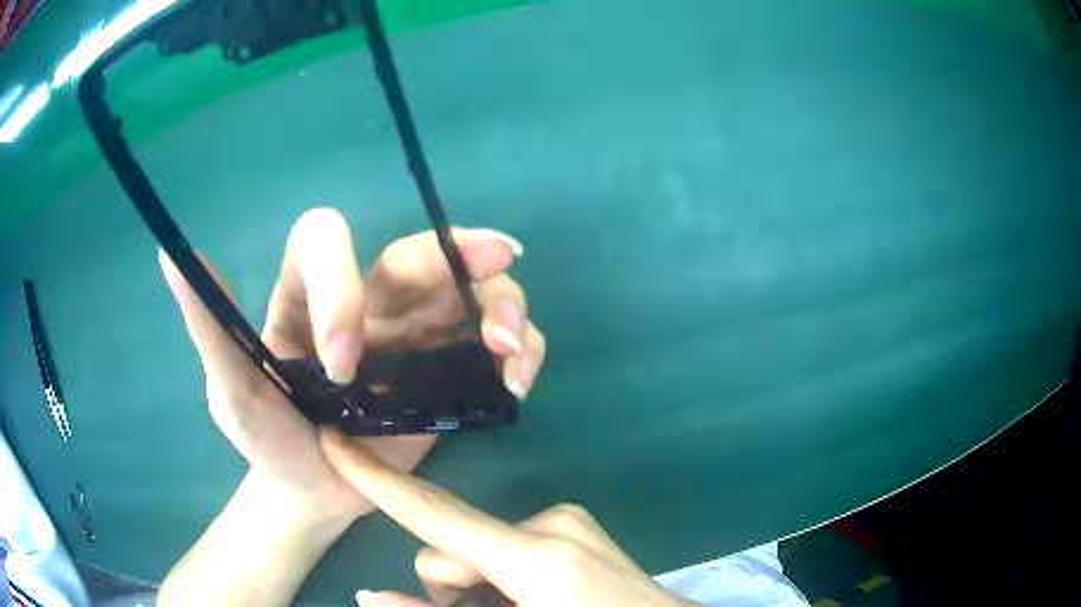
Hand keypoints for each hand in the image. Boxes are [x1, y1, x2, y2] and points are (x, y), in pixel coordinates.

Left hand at [159, 208, 545, 522]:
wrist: (310, 493)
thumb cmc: (266, 442)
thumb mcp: (228, 392)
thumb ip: (207, 327)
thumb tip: (170, 255)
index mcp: (306, 295)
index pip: (325, 242)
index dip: (340, 282)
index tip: (342, 360)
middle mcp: (367, 301)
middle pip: (417, 253)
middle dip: (458, 260)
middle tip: (494, 280)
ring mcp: (414, 336)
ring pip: (470, 291)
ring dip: (503, 308)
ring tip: (512, 351)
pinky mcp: (448, 373)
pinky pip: (494, 345)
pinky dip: (519, 351)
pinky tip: (518, 380)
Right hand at [321, 432, 693, 606]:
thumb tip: (370, 594)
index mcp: (535, 556)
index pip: (433, 512)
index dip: (375, 477)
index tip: (333, 439)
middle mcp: (550, 524)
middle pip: (454, 546)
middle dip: (450, 588)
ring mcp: (568, 524)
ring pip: (482, 551)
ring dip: (477, 587)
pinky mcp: (577, 530)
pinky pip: (512, 549)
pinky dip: (503, 578)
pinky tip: (534, 599)